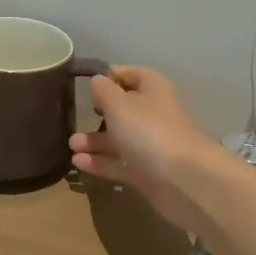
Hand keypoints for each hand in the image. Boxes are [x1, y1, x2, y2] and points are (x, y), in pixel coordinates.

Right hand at [69, 66, 227, 231]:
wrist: (184, 180)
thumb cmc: (149, 132)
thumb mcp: (119, 104)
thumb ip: (104, 91)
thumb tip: (98, 81)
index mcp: (153, 90)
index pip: (133, 74)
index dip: (111, 76)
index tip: (86, 84)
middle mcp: (154, 115)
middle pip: (124, 109)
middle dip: (98, 114)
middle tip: (74, 119)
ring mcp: (151, 146)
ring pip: (119, 139)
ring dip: (95, 141)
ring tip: (71, 146)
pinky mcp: (147, 172)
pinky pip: (119, 163)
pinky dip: (100, 162)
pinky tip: (78, 163)